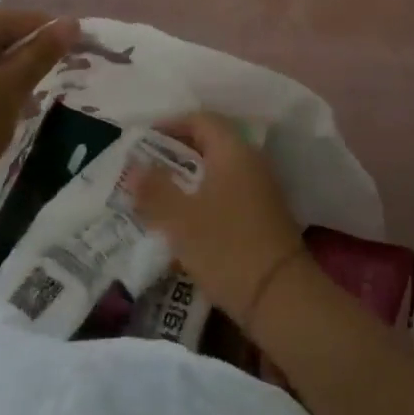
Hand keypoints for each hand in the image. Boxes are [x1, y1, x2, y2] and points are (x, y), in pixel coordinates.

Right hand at [134, 113, 308, 323]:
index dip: (171, 124)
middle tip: (145, 169)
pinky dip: (204, 197)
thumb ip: (154, 189)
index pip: (201, 119)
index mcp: (233, 151)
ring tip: (158, 195)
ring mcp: (261, 188)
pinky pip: (228, 191)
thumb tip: (133, 166)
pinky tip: (184, 220)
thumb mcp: (180, 219)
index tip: (143, 141)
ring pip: (218, 170)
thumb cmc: (226, 247)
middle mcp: (251, 161)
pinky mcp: (263, 213)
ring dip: (189, 178)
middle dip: (176, 153)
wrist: (280, 295)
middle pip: (210, 143)